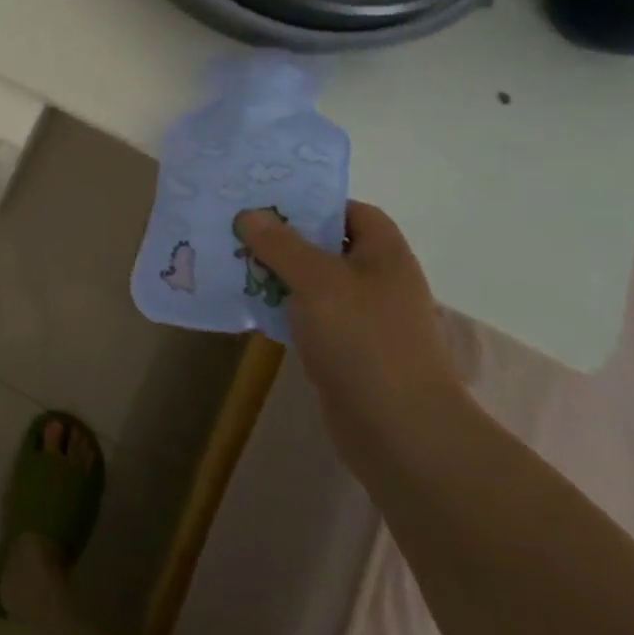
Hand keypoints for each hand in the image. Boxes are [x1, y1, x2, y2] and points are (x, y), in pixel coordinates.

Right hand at [236, 202, 462, 448]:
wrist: (400, 432)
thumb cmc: (364, 340)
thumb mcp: (317, 281)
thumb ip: (281, 245)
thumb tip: (249, 214)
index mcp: (384, 253)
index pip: (351, 211)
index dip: (314, 202)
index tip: (270, 202)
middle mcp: (377, 281)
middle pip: (327, 246)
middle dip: (285, 238)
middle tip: (239, 227)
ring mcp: (364, 319)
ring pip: (314, 284)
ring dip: (278, 274)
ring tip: (233, 260)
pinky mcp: (346, 352)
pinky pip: (309, 318)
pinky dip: (283, 310)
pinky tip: (250, 306)